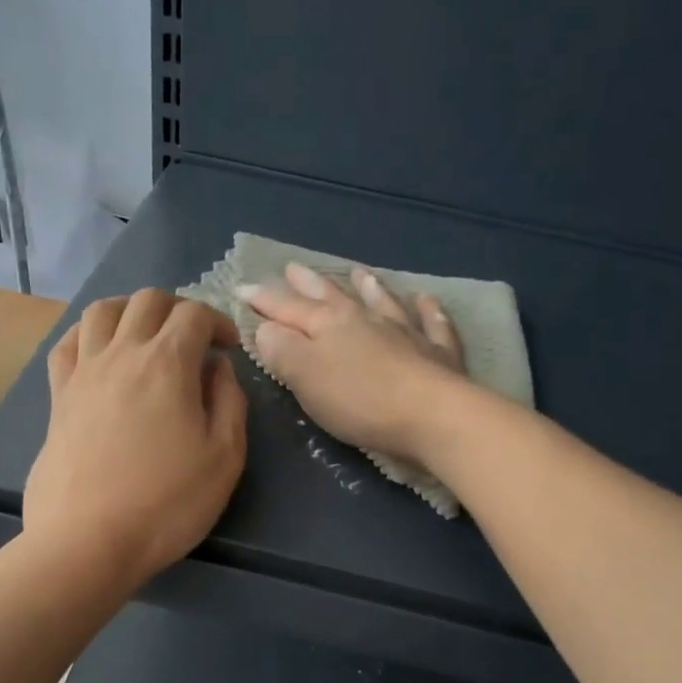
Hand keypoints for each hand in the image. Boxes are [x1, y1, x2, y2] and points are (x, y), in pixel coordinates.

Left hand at [24, 290, 246, 586]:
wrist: (89, 541)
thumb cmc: (168, 503)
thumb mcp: (225, 456)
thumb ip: (229, 401)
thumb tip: (217, 367)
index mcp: (167, 363)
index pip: (194, 314)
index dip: (219, 322)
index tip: (229, 350)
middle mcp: (121, 353)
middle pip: (148, 300)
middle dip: (178, 309)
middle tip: (194, 340)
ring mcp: (83, 372)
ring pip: (102, 310)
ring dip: (131, 311)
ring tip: (146, 335)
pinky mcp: (57, 397)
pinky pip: (67, 344)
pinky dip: (88, 334)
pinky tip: (100, 353)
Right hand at [244, 262, 467, 462]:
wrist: (432, 415)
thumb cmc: (360, 401)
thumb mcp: (306, 377)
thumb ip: (282, 350)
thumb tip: (265, 327)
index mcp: (329, 325)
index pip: (288, 309)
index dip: (264, 300)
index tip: (243, 287)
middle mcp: (366, 320)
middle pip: (333, 297)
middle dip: (309, 284)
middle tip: (292, 267)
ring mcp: (406, 332)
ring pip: (383, 302)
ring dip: (369, 287)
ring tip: (360, 272)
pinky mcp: (438, 353)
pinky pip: (433, 324)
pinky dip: (429, 311)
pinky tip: (427, 300)